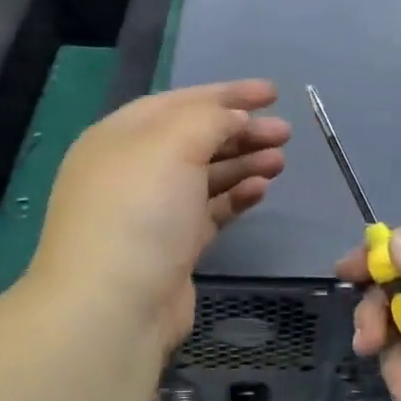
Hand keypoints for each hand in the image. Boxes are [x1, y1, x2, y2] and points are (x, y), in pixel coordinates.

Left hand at [31, 80, 289, 358]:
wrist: (114, 307)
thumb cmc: (139, 211)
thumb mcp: (172, 145)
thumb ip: (208, 120)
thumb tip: (234, 118)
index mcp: (120, 137)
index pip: (179, 102)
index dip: (227, 94)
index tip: (273, 93)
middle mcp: (132, 170)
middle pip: (194, 139)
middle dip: (241, 131)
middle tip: (285, 132)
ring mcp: (151, 212)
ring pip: (205, 175)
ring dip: (243, 163)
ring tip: (280, 160)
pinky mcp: (171, 248)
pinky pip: (209, 211)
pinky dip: (234, 197)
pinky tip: (260, 190)